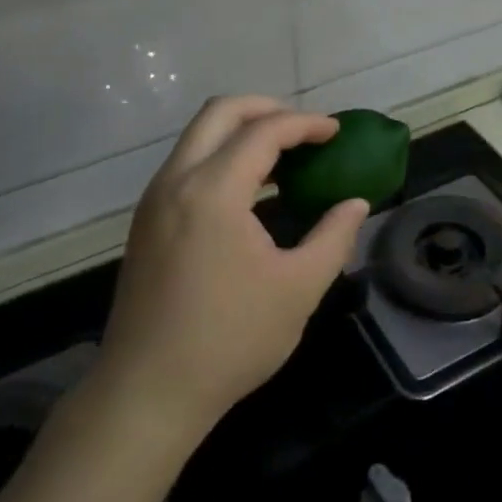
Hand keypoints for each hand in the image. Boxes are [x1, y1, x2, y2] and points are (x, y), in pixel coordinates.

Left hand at [94, 97, 367, 440]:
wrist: (146, 393)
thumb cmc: (229, 340)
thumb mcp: (298, 289)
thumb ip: (334, 237)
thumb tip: (355, 204)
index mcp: (213, 191)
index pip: (264, 131)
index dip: (305, 124)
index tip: (336, 132)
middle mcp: (176, 181)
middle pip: (220, 112)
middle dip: (267, 108)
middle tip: (305, 130)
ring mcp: (154, 200)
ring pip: (198, 136)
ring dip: (241, 132)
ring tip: (284, 157)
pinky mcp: (145, 221)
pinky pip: (186, 164)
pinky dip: (221, 156)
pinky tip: (250, 190)